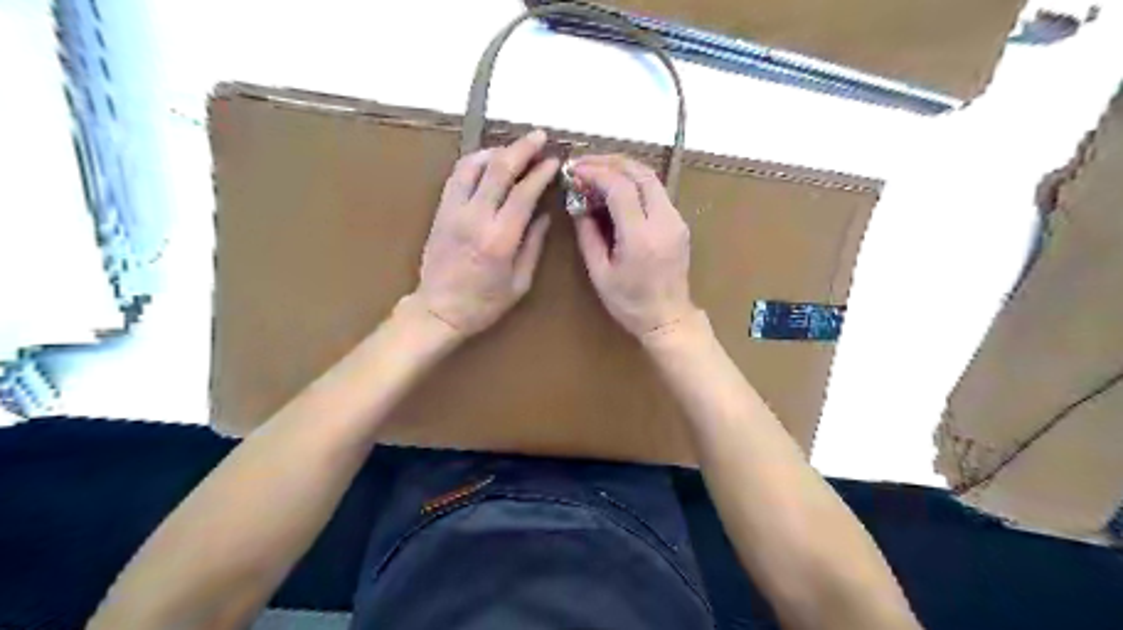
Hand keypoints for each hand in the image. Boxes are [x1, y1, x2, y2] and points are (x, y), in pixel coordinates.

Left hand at [411, 127, 561, 336]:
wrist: (438, 310)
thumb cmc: (484, 303)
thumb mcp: (519, 282)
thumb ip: (533, 245)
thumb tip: (543, 215)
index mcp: (500, 239)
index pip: (524, 192)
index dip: (542, 172)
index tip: (555, 160)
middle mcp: (476, 217)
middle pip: (499, 168)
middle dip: (522, 148)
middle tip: (539, 137)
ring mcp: (454, 210)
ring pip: (474, 164)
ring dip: (497, 150)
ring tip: (514, 149)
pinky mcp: (441, 210)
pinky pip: (457, 175)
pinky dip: (475, 161)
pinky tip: (488, 160)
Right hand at [575, 155, 698, 338]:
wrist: (669, 318)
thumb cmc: (629, 303)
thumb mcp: (600, 273)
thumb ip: (587, 235)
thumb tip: (578, 205)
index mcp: (640, 237)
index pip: (620, 188)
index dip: (596, 173)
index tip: (575, 171)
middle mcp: (663, 221)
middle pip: (640, 173)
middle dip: (610, 162)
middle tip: (584, 164)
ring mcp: (676, 220)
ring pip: (651, 178)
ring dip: (623, 169)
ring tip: (597, 171)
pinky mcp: (679, 223)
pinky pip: (657, 191)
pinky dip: (634, 182)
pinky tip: (616, 189)